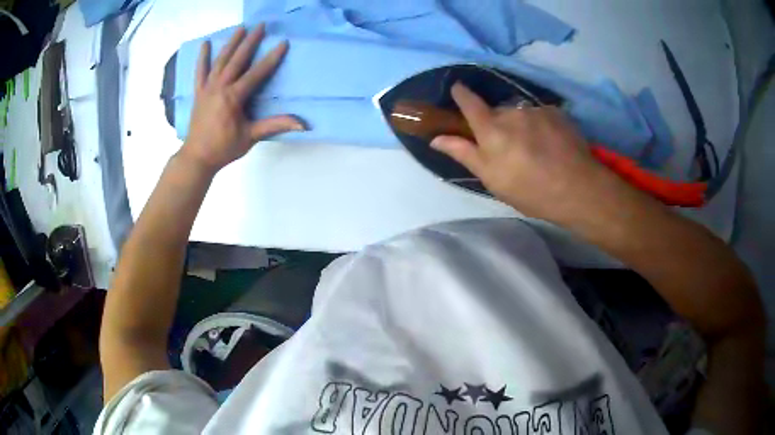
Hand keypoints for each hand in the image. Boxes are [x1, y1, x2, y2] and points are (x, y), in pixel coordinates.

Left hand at [180, 25, 303, 171]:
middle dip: (250, 41)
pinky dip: (202, 58)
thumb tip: (303, 124)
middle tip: (261, 25)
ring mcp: (207, 88)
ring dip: (231, 43)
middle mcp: (220, 87)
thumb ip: (275, 125)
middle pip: (237, 59)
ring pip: (220, 61)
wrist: (197, 157)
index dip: (271, 58)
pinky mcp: (199, 92)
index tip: (283, 43)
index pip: (256, 73)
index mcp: (233, 97)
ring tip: (241, 28)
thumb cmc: (224, 148)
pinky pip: (200, 72)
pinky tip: (205, 44)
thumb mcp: (251, 137)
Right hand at [431, 83, 618, 221]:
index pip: (469, 102)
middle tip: (508, 148)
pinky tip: (550, 145)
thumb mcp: (492, 179)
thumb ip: (464, 154)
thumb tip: (436, 138)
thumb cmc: (530, 190)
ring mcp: (536, 110)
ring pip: (520, 114)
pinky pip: (539, 115)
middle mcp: (512, 112)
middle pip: (496, 111)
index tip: (457, 89)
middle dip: (497, 124)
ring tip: (534, 149)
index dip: (461, 94)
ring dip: (520, 126)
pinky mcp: (556, 112)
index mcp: (491, 129)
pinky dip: (539, 126)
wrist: (578, 189)